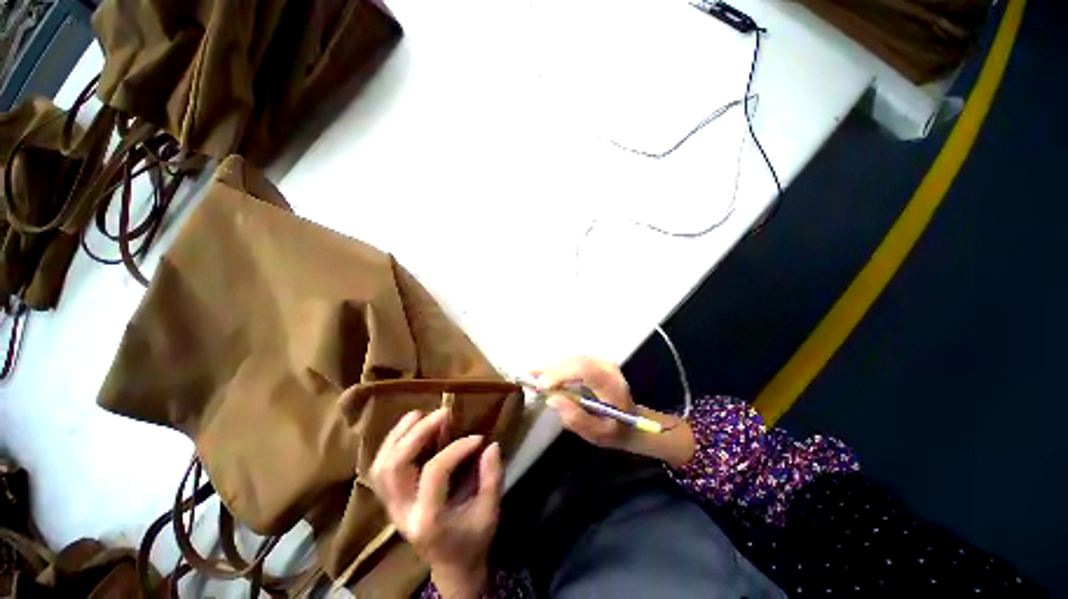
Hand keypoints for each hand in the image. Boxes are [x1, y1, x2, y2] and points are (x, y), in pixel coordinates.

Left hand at [369, 408, 502, 598]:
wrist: (451, 565)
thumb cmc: (473, 540)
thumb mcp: (489, 513)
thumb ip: (492, 479)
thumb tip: (491, 445)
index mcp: (428, 520)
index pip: (434, 473)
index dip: (456, 448)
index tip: (478, 437)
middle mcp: (402, 513)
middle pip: (395, 466)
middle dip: (418, 433)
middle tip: (443, 413)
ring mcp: (391, 507)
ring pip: (381, 465)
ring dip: (399, 435)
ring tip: (419, 414)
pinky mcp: (390, 500)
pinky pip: (380, 467)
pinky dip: (391, 443)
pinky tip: (408, 428)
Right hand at [536, 356, 695, 467]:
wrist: (633, 421)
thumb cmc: (615, 430)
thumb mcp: (597, 434)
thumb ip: (575, 418)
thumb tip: (552, 398)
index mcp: (612, 385)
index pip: (583, 369)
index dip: (560, 374)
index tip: (542, 386)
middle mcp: (607, 367)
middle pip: (573, 361)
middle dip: (549, 369)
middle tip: (527, 378)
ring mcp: (602, 361)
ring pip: (570, 359)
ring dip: (551, 367)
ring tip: (531, 375)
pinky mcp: (596, 360)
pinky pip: (572, 360)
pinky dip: (557, 367)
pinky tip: (546, 375)